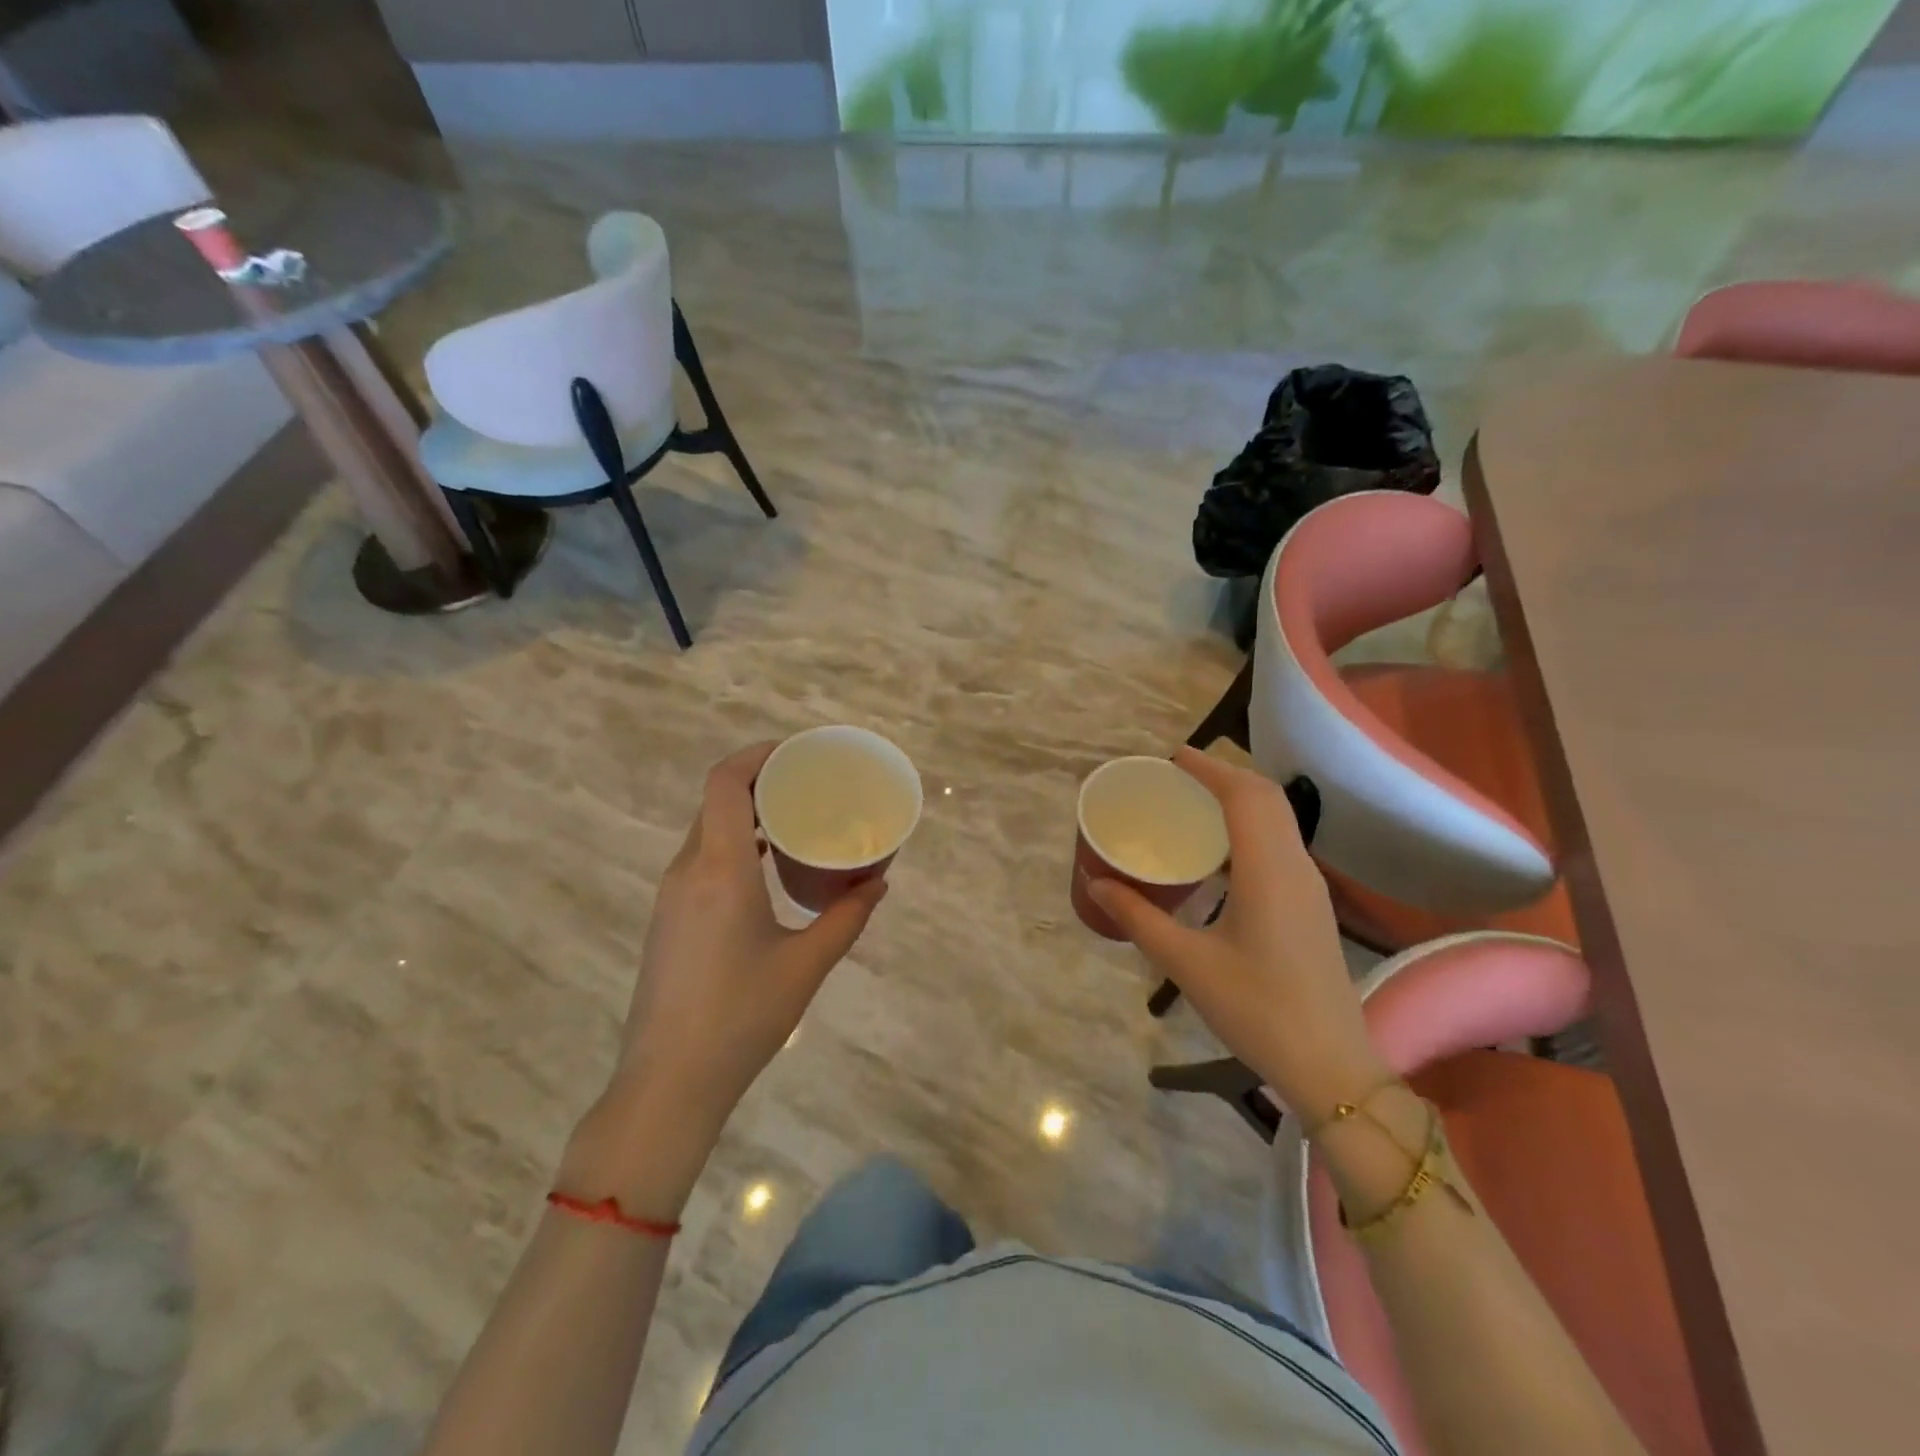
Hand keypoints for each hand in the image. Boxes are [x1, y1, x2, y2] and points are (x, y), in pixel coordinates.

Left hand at [570, 743, 886, 1207]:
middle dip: (760, 781)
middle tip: (808, 784)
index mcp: (719, 868)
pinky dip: (734, 845)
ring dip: (746, 814)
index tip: (796, 752)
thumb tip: (879, 882)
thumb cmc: (742, 1017)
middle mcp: (688, 870)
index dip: (757, 755)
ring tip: (794, 820)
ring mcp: (672, 895)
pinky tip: (767, 868)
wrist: (668, 1083)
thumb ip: (847, 917)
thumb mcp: (806, 965)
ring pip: (707, 830)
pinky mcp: (669, 919)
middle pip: (716, 801)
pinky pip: (702, 859)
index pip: (725, 783)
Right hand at [1088, 747, 1387, 1123]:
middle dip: (1223, 775)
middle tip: (1176, 776)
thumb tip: (1096, 885)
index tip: (1171, 758)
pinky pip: (1279, 844)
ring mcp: (1309, 887)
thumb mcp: (1187, 964)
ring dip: (1239, 799)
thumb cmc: (1257, 1010)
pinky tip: (1217, 853)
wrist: (1331, 1066)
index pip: (1244, 795)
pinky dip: (1249, 826)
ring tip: (1192, 804)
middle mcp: (1295, 867)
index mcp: (1268, 871)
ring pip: (1278, 819)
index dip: (1210, 768)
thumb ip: (1139, 918)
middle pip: (1266, 798)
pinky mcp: (1310, 906)